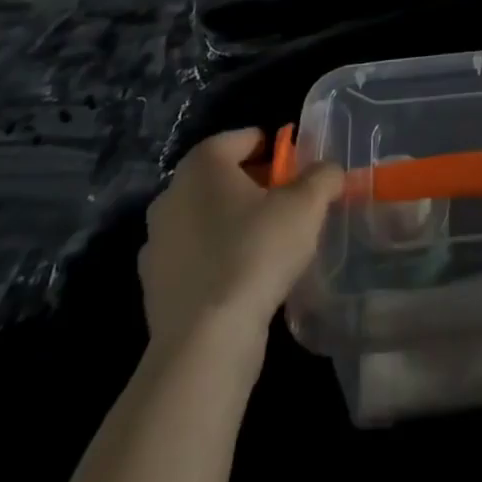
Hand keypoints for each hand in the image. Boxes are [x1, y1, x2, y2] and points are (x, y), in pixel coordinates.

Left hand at [139, 129, 342, 349]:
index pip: (245, 139)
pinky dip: (215, 260)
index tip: (298, 174)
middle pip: (223, 177)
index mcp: (203, 162)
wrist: (204, 343)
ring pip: (206, 217)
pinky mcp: (152, 285)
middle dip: (255, 187)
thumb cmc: (256, 253)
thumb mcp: (306, 205)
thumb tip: (328, 171)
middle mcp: (172, 192)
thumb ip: (323, 176)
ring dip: (233, 224)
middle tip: (288, 208)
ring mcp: (156, 241)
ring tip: (267, 247)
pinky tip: (241, 281)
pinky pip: (193, 257)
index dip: (276, 151)